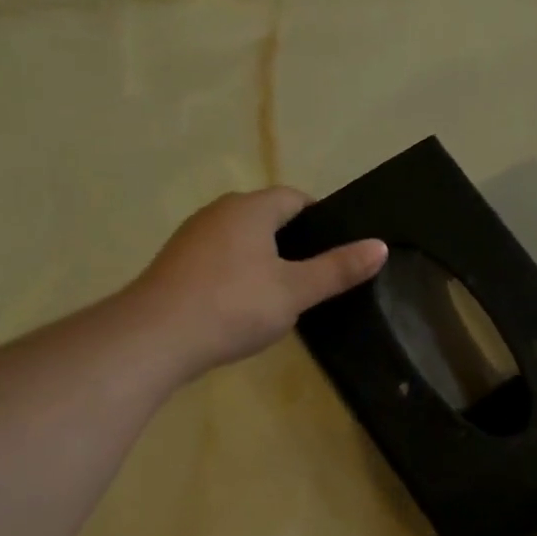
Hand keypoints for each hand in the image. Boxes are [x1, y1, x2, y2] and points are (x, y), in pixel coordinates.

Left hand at [131, 188, 386, 382]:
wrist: (155, 337)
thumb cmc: (233, 305)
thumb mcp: (295, 291)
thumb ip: (337, 269)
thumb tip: (381, 246)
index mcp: (250, 209)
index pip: (293, 198)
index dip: (319, 218)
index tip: (337, 249)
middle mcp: (218, 212)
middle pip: (265, 216)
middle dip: (292, 240)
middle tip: (316, 276)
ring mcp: (192, 238)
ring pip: (240, 239)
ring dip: (263, 259)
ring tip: (284, 295)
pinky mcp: (175, 265)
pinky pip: (218, 259)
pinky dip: (237, 274)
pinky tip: (243, 307)